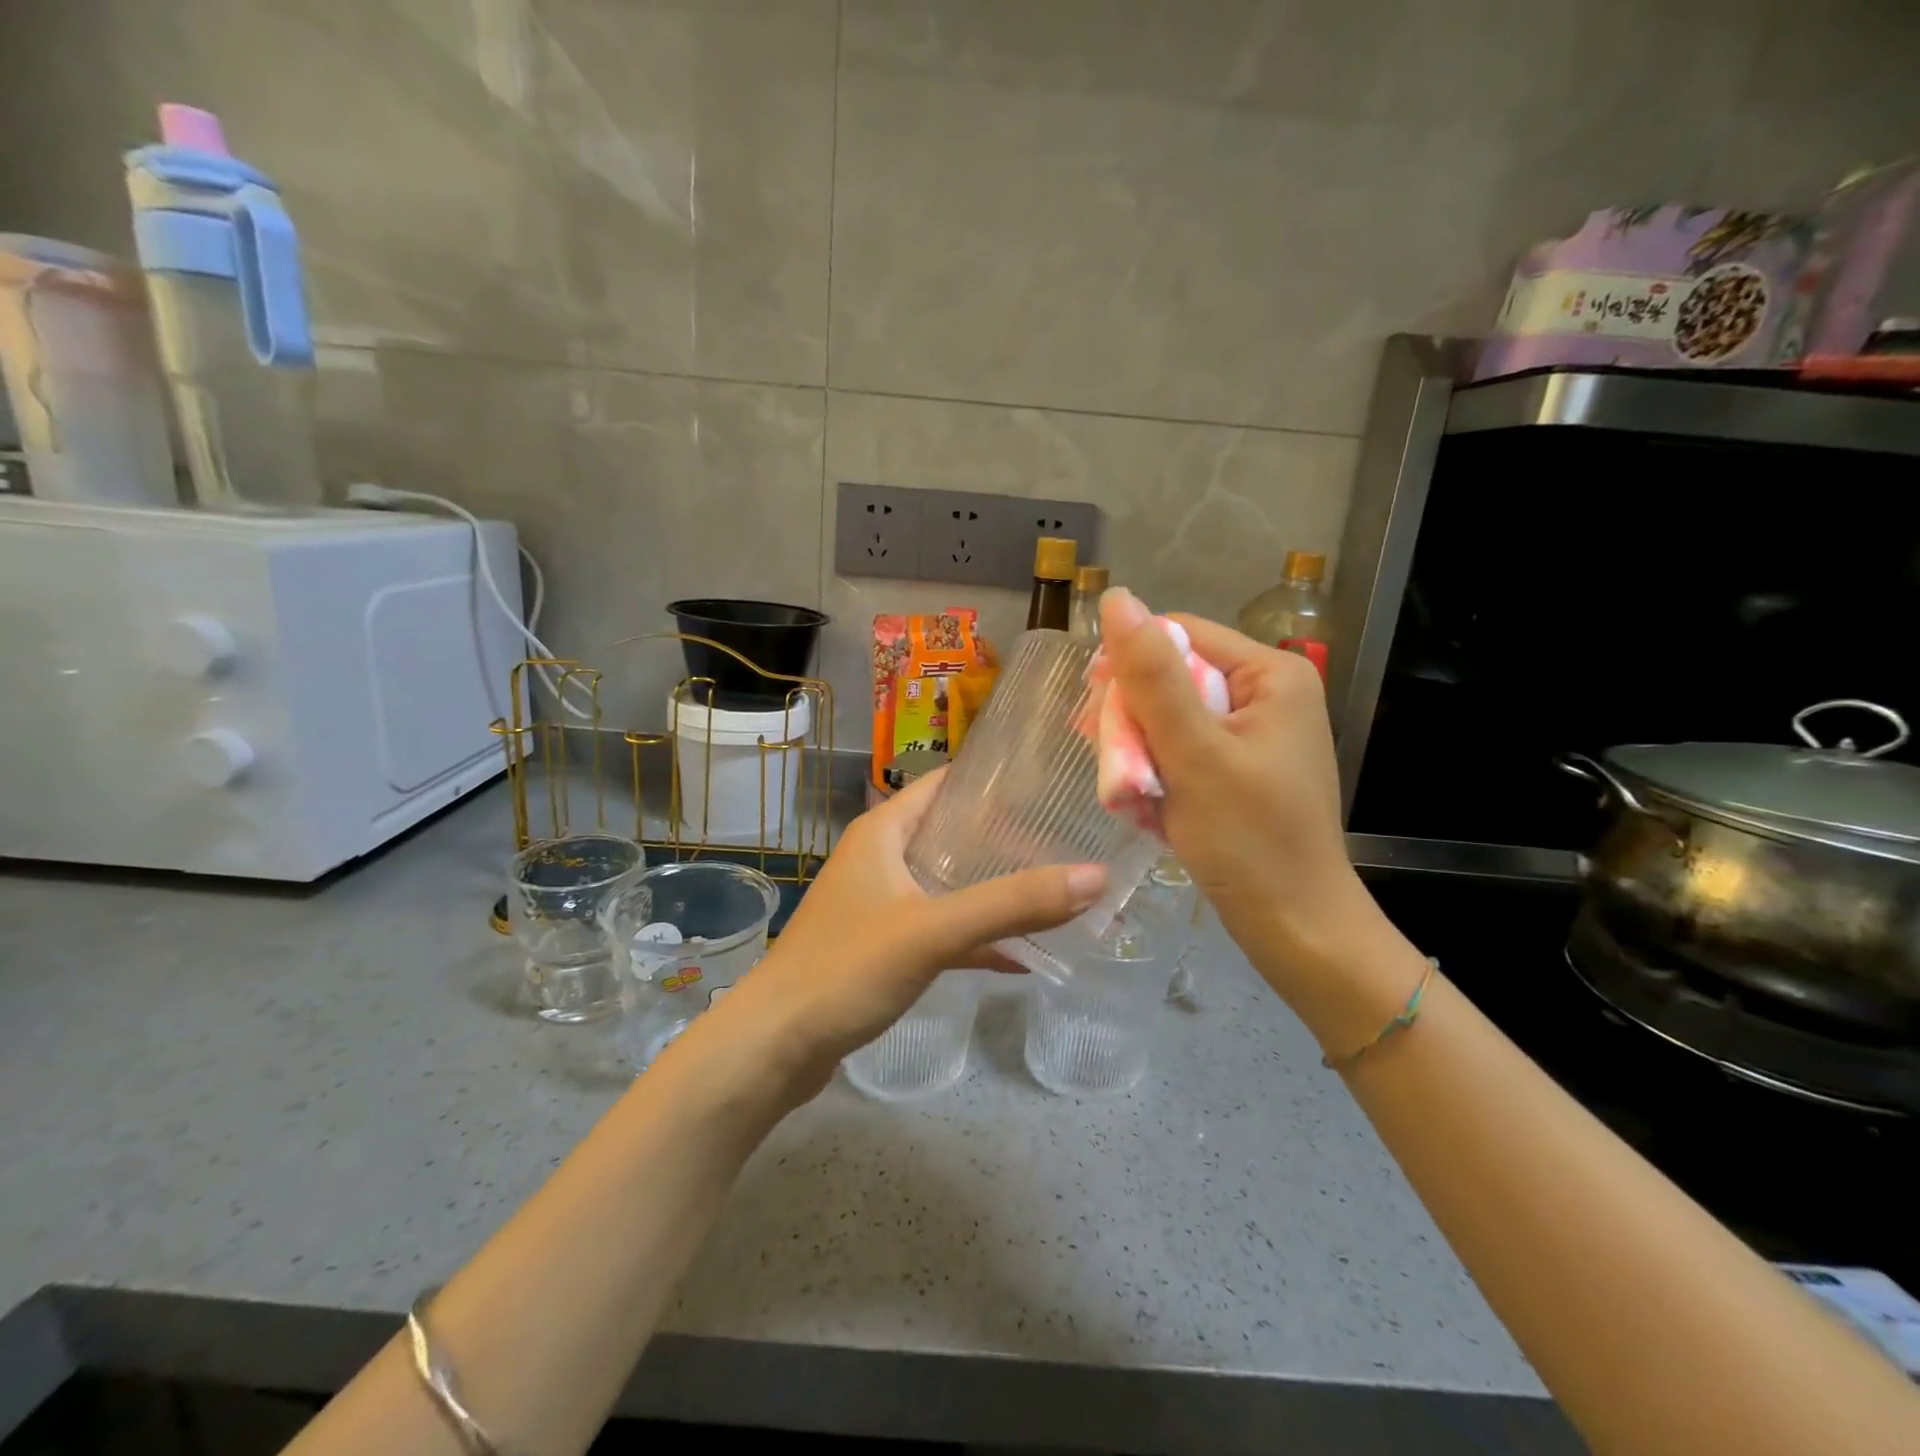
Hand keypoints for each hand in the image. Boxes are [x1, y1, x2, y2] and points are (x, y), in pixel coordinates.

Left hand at [681, 770, 1105, 1100]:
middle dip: (1008, 840)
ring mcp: (880, 904)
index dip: (996, 782)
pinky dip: (978, 937)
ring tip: (1058, 891)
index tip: (1053, 786)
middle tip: (1069, 843)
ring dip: (996, 890)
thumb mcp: (932, 930)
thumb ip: (1011, 903)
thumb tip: (1097, 876)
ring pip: (950, 884)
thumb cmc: (844, 971)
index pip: (946, 784)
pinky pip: (941, 929)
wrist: (772, 1049)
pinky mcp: (883, 947)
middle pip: (953, 834)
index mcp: (883, 832)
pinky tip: (1024, 956)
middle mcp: (881, 858)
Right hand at [1099, 589, 1382, 994]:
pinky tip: (1148, 804)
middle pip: (1173, 676)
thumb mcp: (1195, 753)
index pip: (1178, 634)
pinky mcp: (1241, 768)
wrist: (1295, 928)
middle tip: (1113, 764)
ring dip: (1140, 751)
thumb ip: (1154, 676)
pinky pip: (1183, 750)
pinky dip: (1158, 772)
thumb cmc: (1249, 840)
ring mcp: (1255, 733)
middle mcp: (1267, 693)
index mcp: (1271, 673)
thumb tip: (1116, 600)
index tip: (1093, 713)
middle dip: (1133, 719)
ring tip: (1130, 792)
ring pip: (1171, 717)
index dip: (1128, 666)